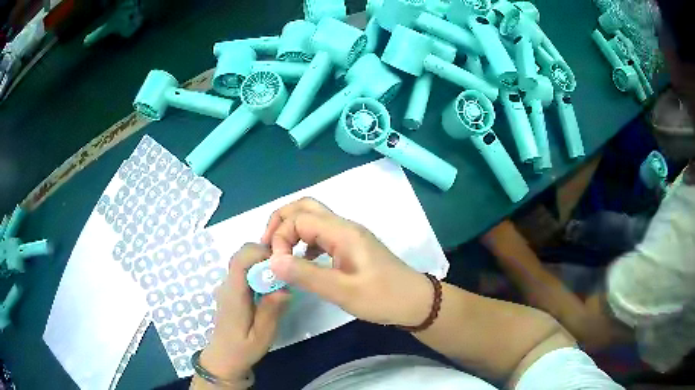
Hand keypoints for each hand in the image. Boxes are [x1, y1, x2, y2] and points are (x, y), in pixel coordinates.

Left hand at [198, 243, 289, 382]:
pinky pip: (244, 273)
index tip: (281, 264)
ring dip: (262, 265)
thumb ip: (271, 311)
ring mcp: (227, 287)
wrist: (223, 359)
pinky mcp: (231, 291)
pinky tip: (269, 292)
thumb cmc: (243, 349)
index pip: (241, 259)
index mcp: (233, 293)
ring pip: (244, 262)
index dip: (261, 253)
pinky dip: (258, 274)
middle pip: (242, 255)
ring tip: (280, 283)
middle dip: (265, 257)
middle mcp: (227, 285)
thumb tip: (284, 288)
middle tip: (285, 273)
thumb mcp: (262, 335)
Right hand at [260, 198, 431, 326]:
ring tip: (279, 252)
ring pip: (313, 218)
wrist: (414, 302)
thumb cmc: (382, 297)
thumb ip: (306, 275)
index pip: (299, 219)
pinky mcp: (351, 246)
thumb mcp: (342, 291)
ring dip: (292, 229)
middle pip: (305, 207)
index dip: (281, 237)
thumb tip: (272, 261)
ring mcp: (349, 235)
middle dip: (281, 221)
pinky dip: (304, 241)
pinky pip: (321, 234)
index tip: (277, 263)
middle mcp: (344, 227)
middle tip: (267, 245)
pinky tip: (302, 261)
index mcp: (343, 232)